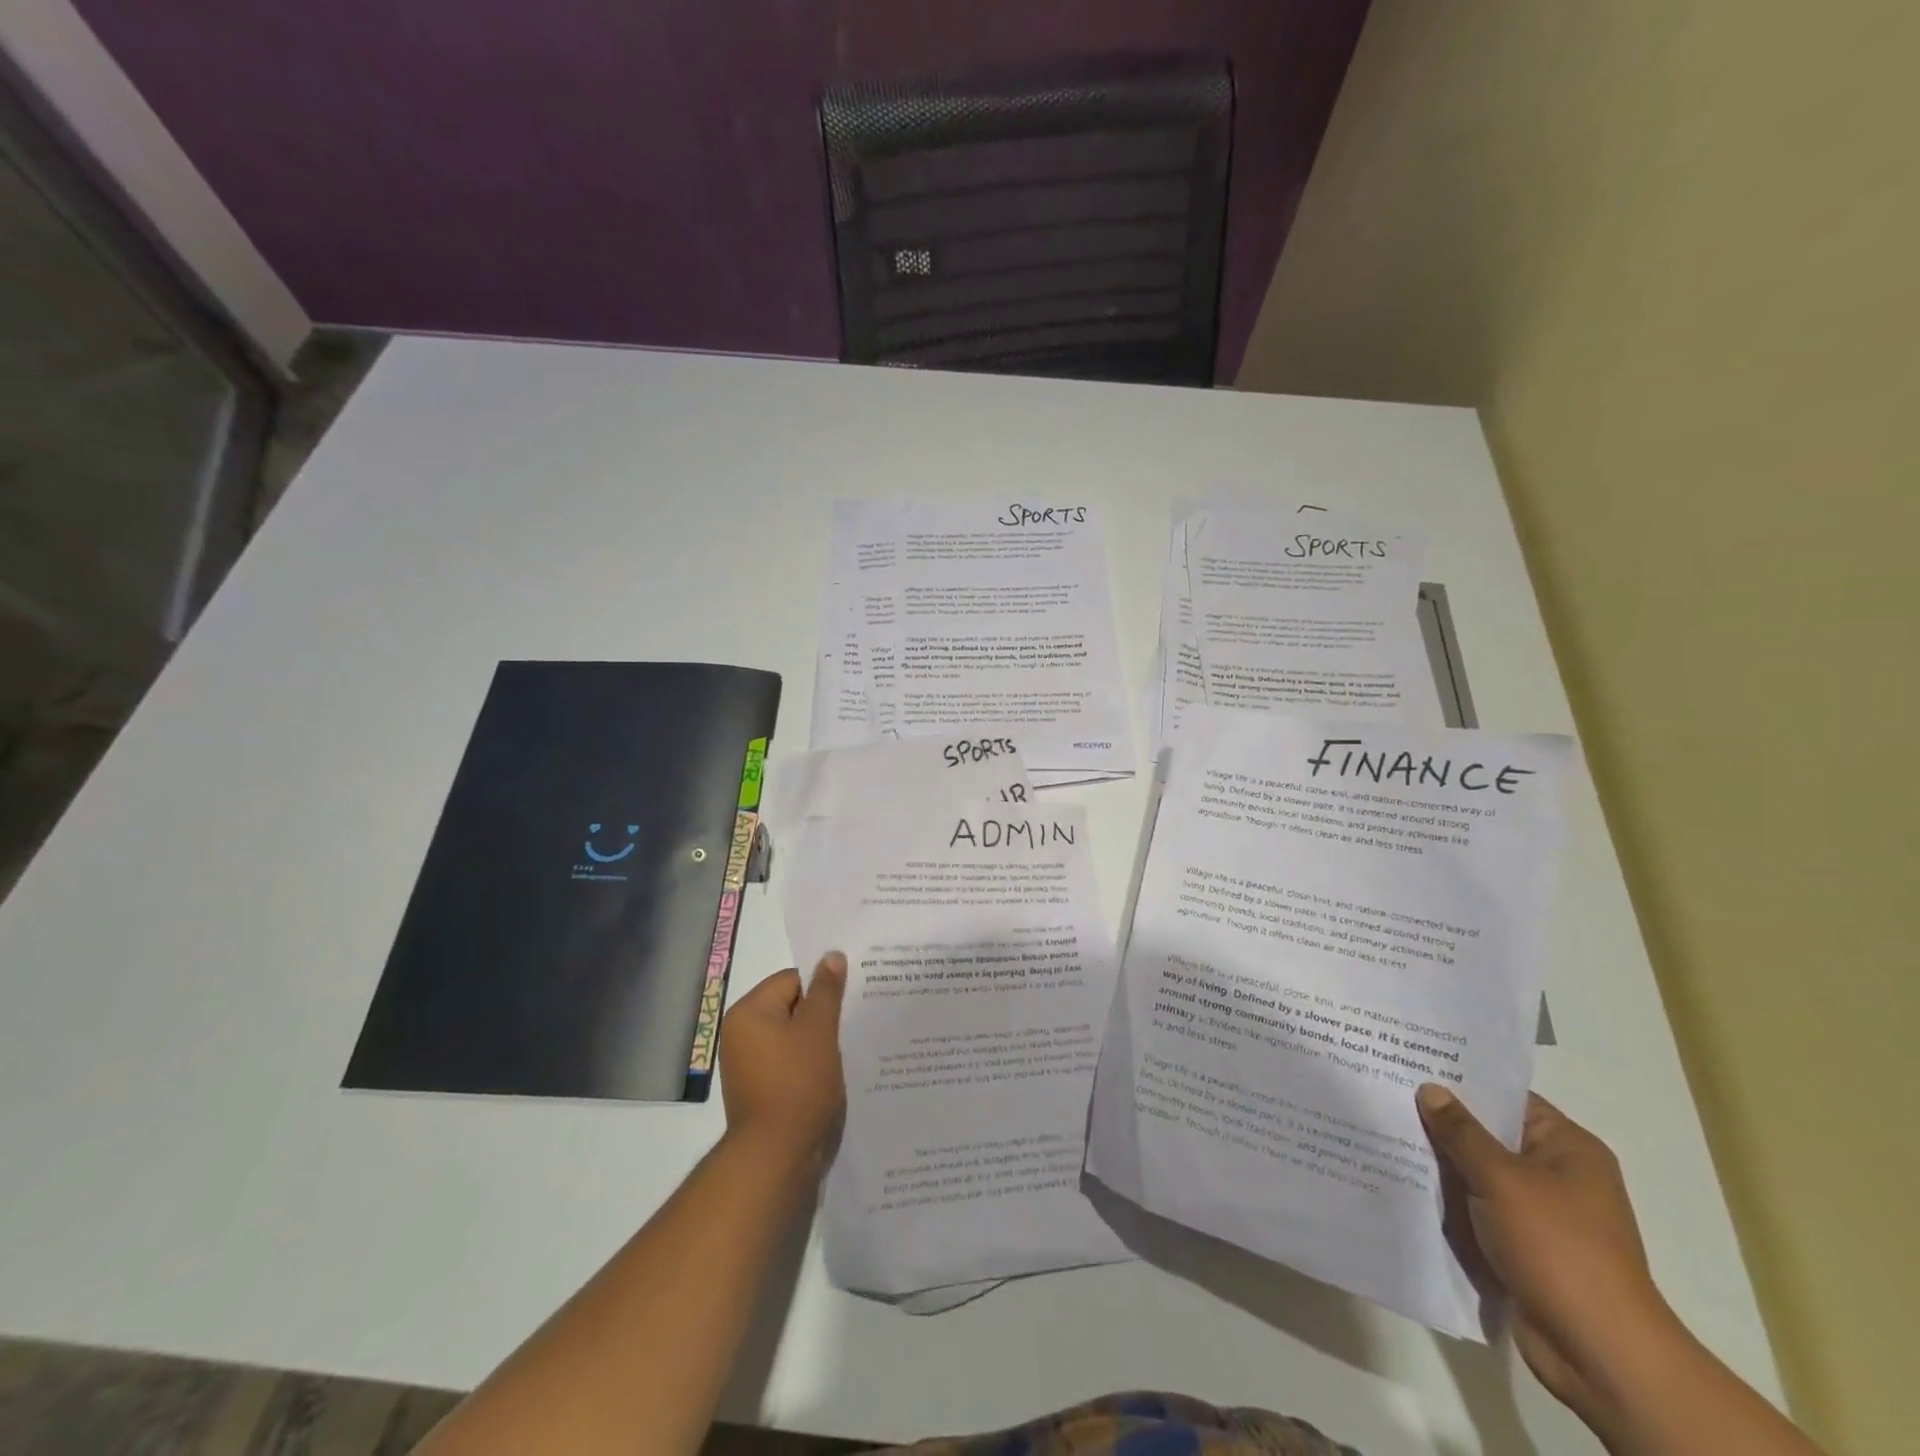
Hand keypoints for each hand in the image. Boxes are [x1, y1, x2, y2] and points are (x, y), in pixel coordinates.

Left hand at [719, 953, 846, 1163]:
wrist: (777, 1156)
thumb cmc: (797, 1084)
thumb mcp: (818, 1030)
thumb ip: (827, 991)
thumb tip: (831, 955)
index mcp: (748, 1013)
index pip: (791, 980)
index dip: (822, 988)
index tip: (851, 999)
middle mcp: (741, 1036)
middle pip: (791, 1008)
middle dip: (822, 1015)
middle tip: (854, 1020)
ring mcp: (749, 1066)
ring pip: (793, 1038)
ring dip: (819, 1041)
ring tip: (849, 1047)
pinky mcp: (760, 1091)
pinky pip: (790, 1064)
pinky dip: (810, 1065)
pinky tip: (834, 1073)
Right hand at [1417, 1085, 1678, 1430]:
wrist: (1601, 1354)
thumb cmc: (1559, 1250)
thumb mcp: (1503, 1180)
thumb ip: (1462, 1132)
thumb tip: (1430, 1089)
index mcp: (1568, 1148)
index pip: (1506, 1097)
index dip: (1461, 1081)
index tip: (1411, 1064)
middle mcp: (1558, 1174)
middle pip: (1489, 1134)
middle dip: (1442, 1123)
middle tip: (1385, 1095)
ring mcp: (1542, 1212)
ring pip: (1478, 1173)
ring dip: (1441, 1164)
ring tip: (1384, 1135)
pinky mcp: (1524, 1245)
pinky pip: (1478, 1208)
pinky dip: (1449, 1200)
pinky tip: (1406, 1184)